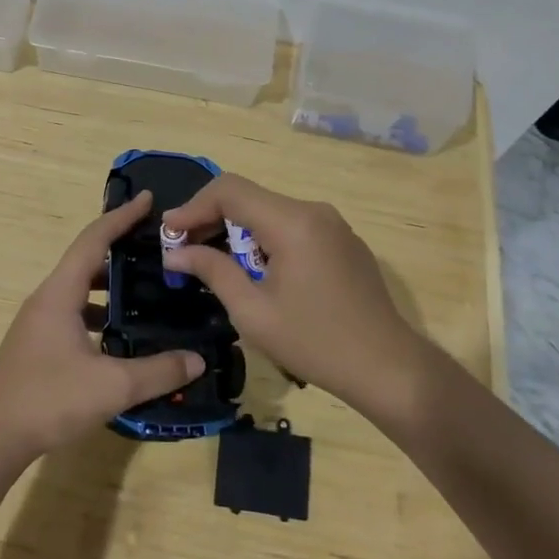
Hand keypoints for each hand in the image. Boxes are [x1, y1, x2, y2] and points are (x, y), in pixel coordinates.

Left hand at [0, 191, 204, 464]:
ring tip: (147, 289)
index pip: (93, 240)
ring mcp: (39, 323)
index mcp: (60, 293)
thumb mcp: (112, 386)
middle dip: (120, 249)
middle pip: (86, 260)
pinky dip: (99, 312)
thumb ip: (158, 371)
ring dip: (110, 285)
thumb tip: (198, 359)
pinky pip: (74, 313)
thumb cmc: (48, 400)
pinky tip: (121, 336)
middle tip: (157, 250)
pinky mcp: (38, 345)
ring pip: (79, 290)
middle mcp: (47, 299)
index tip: (147, 200)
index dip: (121, 217)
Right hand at [161, 174, 438, 422]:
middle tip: (183, 250)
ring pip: (269, 212)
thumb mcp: (253, 312)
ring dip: (236, 231)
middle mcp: (314, 211)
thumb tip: (176, 252)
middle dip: (211, 219)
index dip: (193, 207)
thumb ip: (213, 271)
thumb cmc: (316, 343)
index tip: (169, 234)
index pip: (230, 190)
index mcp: (293, 223)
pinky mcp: (342, 241)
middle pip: (249, 198)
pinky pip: (291, 226)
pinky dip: (263, 239)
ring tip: (213, 263)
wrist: (389, 368)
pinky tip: (254, 270)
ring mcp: (332, 224)